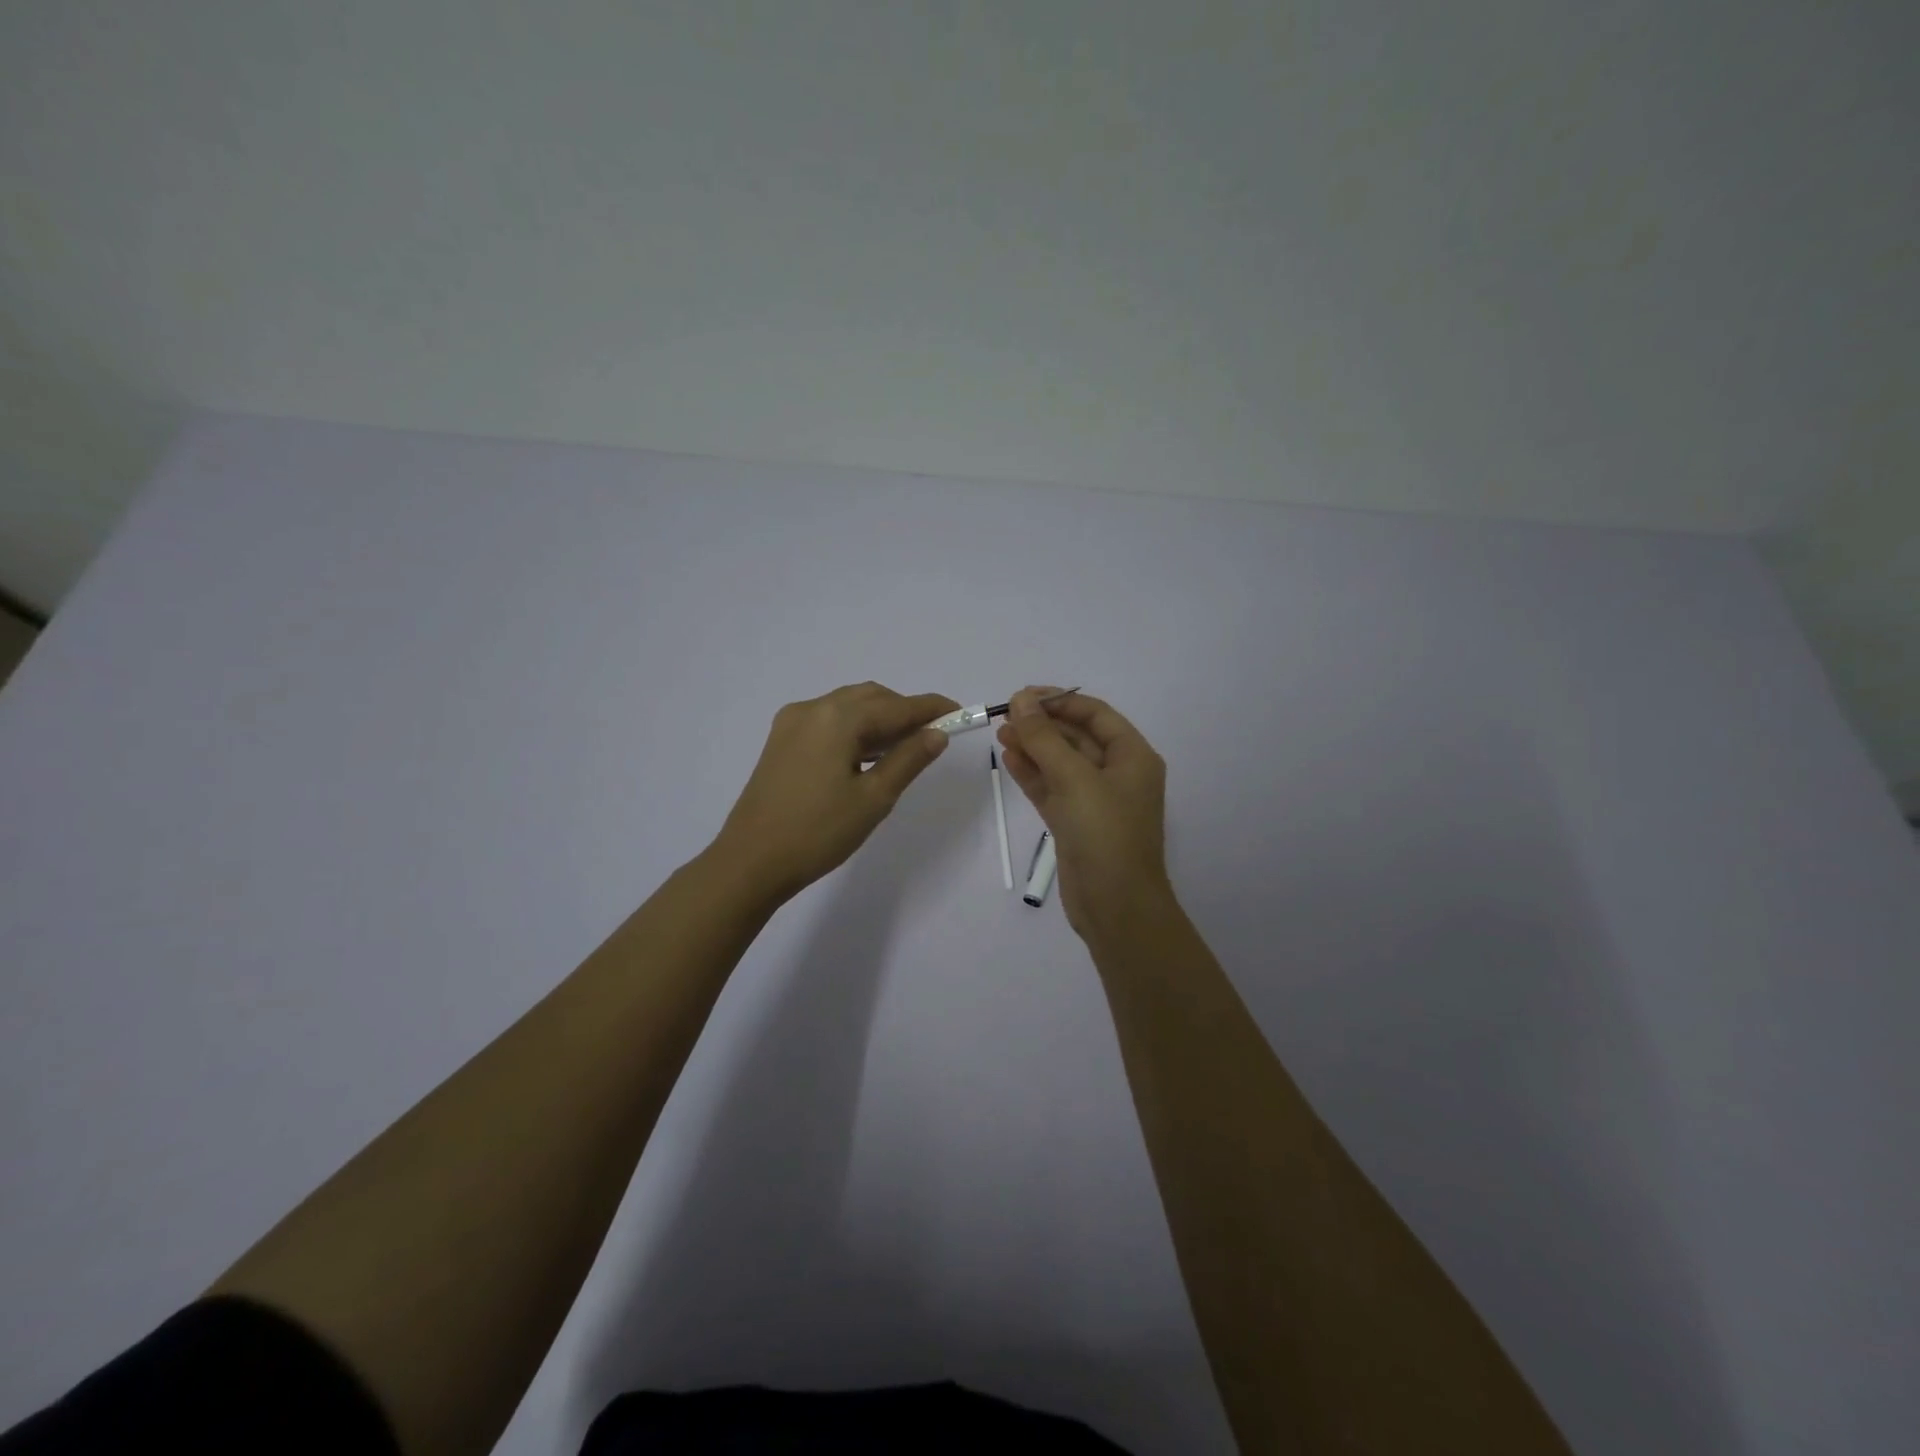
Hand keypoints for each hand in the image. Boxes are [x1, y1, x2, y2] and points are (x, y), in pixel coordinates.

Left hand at [711, 683, 957, 901]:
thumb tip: (937, 733)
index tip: (962, 712)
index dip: (932, 708)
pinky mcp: (781, 741)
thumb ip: (908, 759)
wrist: (750, 862)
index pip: (897, 705)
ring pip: (848, 707)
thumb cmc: (818, 832)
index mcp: (837, 718)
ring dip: (880, 720)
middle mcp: (813, 709)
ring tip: (905, 748)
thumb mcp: (874, 798)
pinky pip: (828, 721)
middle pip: (871, 698)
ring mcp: (792, 723)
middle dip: (905, 712)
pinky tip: (867, 755)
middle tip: (933, 737)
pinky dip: (855, 729)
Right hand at [997, 686, 1171, 936]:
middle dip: (1042, 725)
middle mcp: (1117, 774)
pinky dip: (1032, 774)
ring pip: (1060, 764)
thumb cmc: (1104, 833)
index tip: (1022, 695)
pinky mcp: (1075, 823)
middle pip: (1076, 737)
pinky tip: (1009, 759)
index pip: (1095, 714)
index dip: (1059, 701)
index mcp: (1132, 757)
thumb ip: (1044, 738)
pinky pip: (1052, 789)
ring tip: (1000, 734)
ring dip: (1033, 747)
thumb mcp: (1074, 779)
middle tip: (1004, 715)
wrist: (1115, 906)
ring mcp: (1095, 800)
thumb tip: (1020, 699)